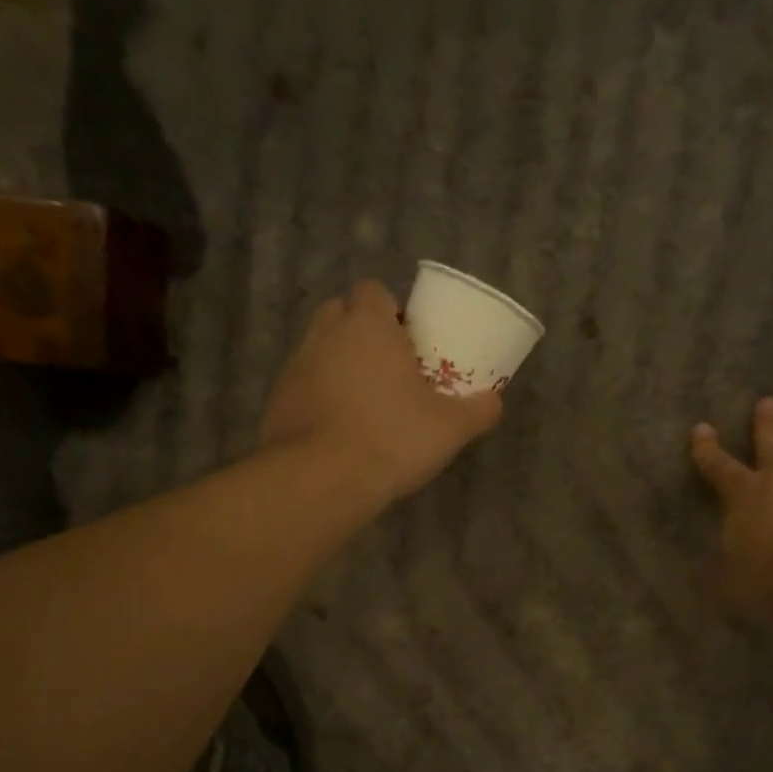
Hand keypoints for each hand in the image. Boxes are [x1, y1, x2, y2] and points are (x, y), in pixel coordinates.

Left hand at [260, 280, 502, 502]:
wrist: (321, 480)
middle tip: (388, 368)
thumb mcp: (450, 428)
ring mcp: (294, 367)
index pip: (373, 291)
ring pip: (319, 350)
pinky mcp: (277, 401)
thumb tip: (495, 401)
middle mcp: (324, 335)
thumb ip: (478, 410)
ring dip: (339, 365)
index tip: (407, 340)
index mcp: (366, 325)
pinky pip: (303, 386)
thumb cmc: (391, 439)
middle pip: (341, 314)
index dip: (390, 310)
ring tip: (364, 403)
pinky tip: (338, 430)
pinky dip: (319, 398)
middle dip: (361, 332)